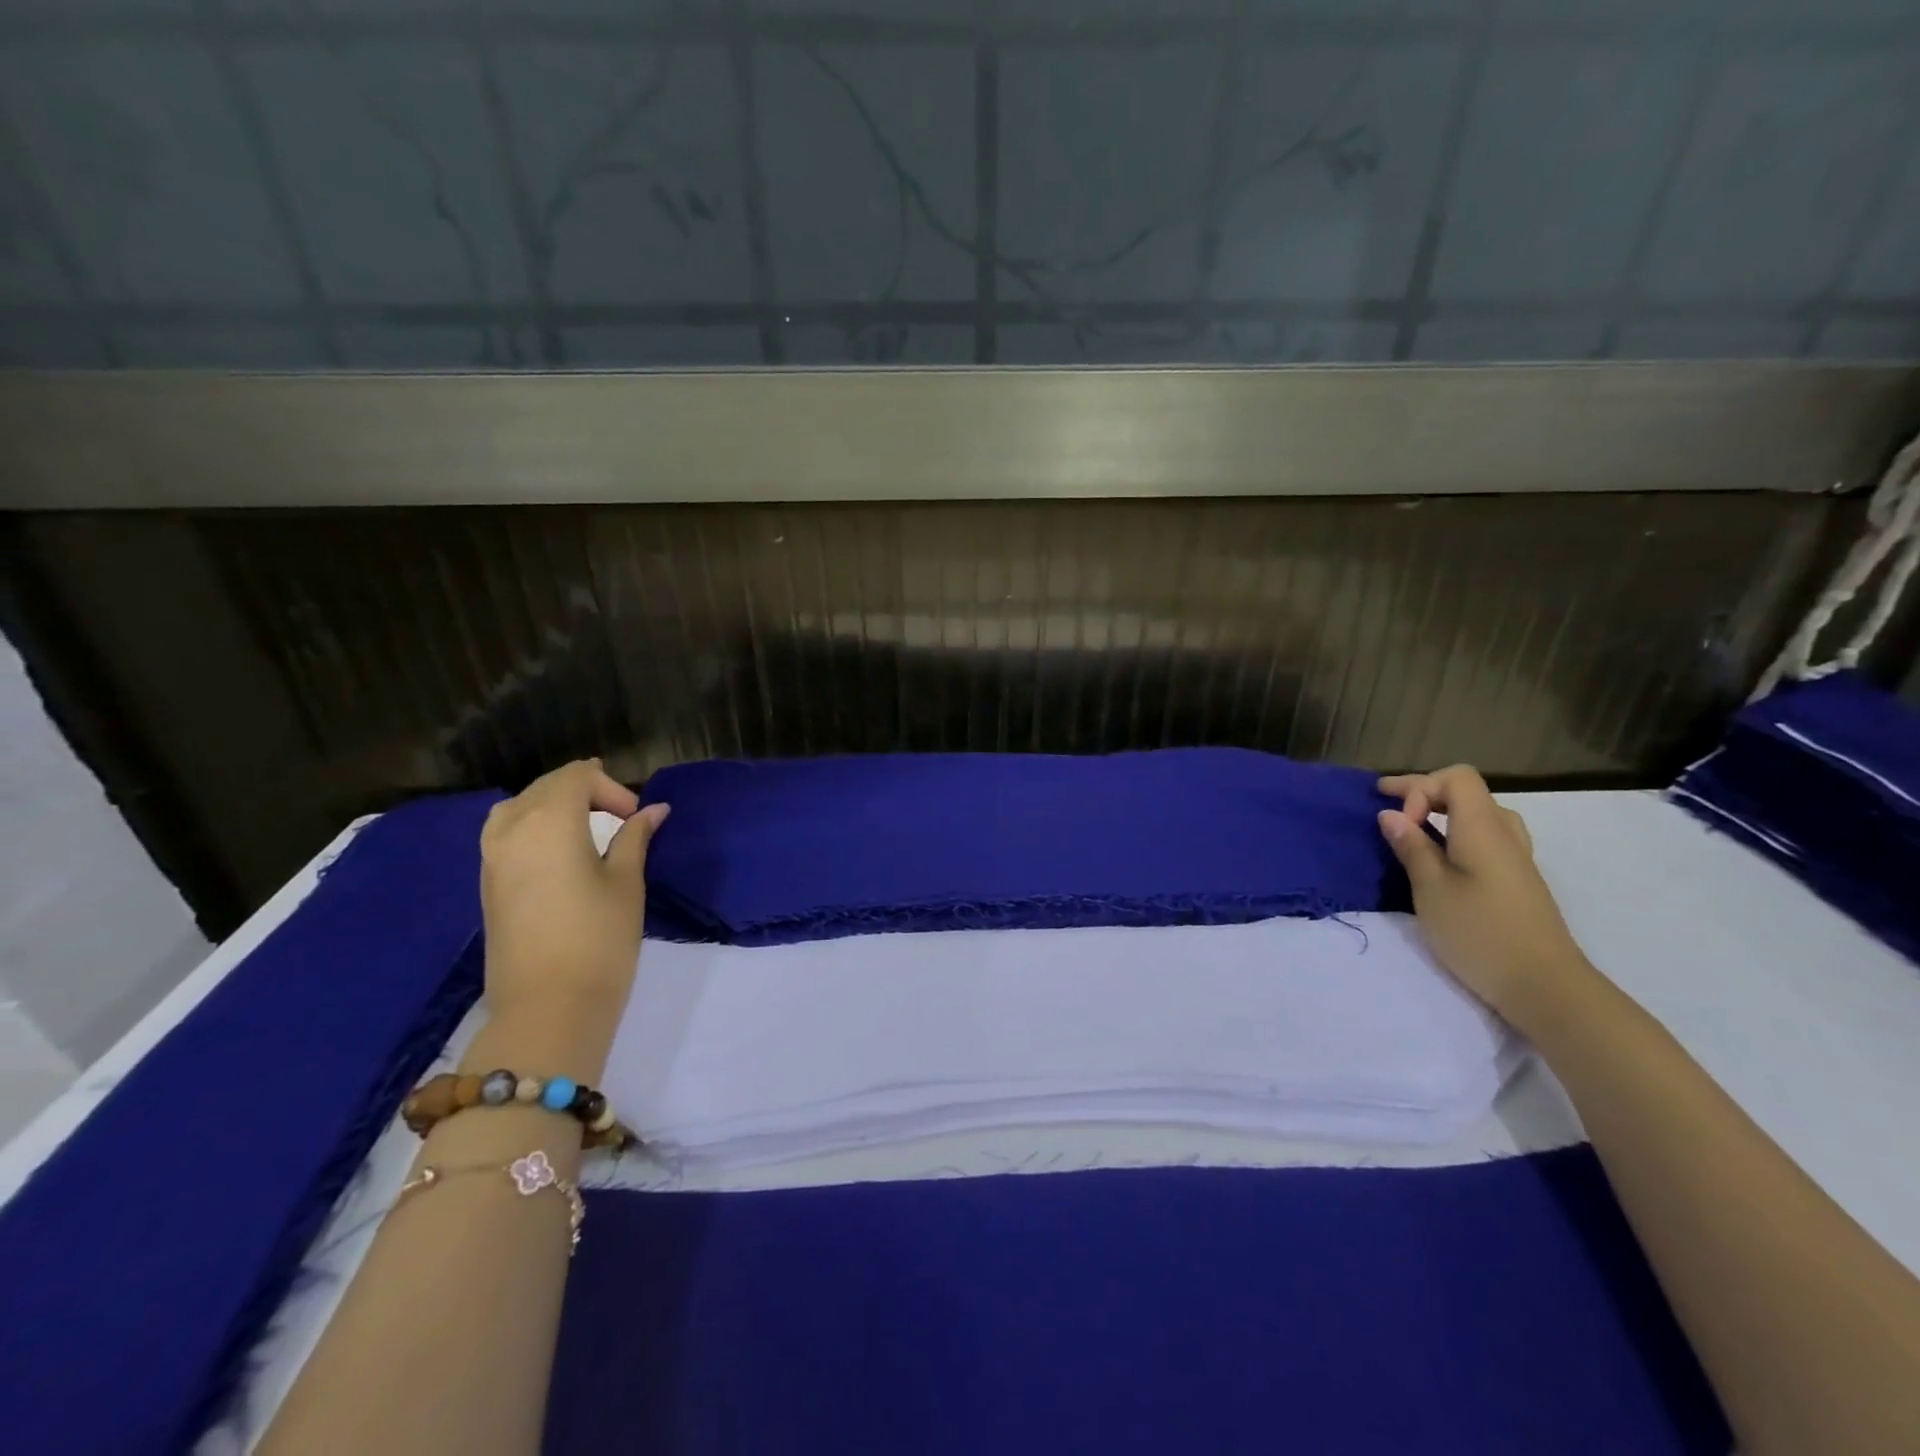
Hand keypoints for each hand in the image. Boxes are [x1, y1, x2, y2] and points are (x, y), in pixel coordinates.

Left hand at [479, 759, 669, 1024]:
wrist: (547, 1007)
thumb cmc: (599, 939)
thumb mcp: (626, 882)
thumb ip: (635, 838)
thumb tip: (653, 811)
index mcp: (549, 821)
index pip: (577, 776)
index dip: (611, 787)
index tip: (636, 818)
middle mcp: (511, 828)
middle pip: (546, 786)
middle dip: (585, 790)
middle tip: (620, 817)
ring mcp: (491, 857)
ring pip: (519, 806)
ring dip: (554, 806)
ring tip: (587, 827)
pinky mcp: (486, 884)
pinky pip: (506, 832)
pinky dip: (533, 826)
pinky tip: (559, 850)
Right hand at [1375, 765, 1590, 1028]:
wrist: (1545, 986)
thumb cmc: (1480, 933)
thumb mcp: (1431, 889)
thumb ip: (1411, 848)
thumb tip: (1391, 815)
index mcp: (1483, 829)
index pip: (1456, 778)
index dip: (1419, 787)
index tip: (1398, 822)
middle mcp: (1505, 835)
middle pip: (1466, 792)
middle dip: (1423, 794)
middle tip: (1386, 808)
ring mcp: (1516, 859)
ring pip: (1479, 815)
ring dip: (1442, 813)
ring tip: (1414, 832)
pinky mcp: (1518, 881)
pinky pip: (1485, 838)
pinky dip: (1456, 834)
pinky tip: (1441, 859)